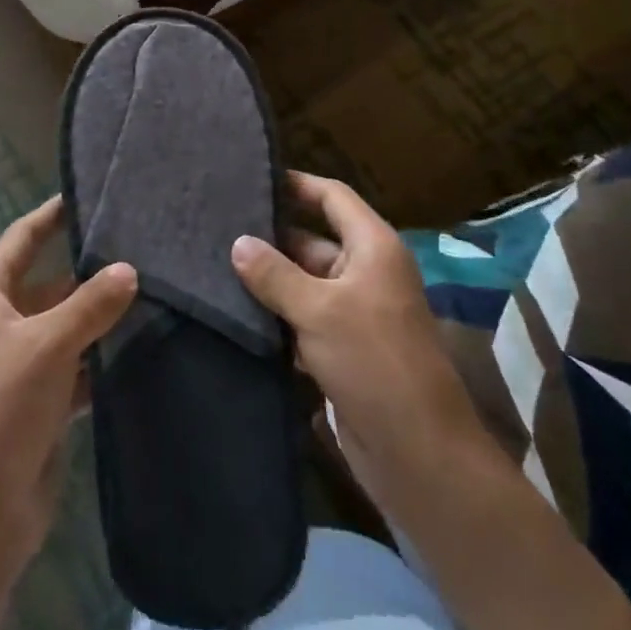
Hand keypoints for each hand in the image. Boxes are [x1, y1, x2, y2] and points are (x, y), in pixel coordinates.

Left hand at [0, 196, 137, 571]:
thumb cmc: (0, 410)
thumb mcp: (47, 346)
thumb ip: (90, 305)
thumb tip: (129, 270)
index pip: (21, 239)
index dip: (50, 215)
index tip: (87, 193)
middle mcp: (1, 326)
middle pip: (50, 283)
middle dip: (90, 269)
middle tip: (142, 247)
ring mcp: (22, 366)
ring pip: (68, 326)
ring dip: (101, 316)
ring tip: (154, 290)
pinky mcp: (41, 404)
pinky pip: (78, 367)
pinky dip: (102, 358)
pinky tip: (141, 346)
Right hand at [232, 174, 494, 511]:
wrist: (417, 450)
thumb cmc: (373, 361)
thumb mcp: (319, 310)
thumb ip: (275, 274)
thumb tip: (238, 243)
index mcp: (372, 247)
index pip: (332, 197)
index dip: (296, 184)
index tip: (251, 179)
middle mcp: (365, 272)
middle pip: (313, 241)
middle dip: (270, 238)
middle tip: (216, 229)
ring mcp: (354, 313)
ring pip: (304, 284)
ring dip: (269, 281)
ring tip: (213, 267)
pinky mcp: (342, 350)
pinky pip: (303, 320)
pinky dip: (276, 318)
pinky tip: (235, 315)